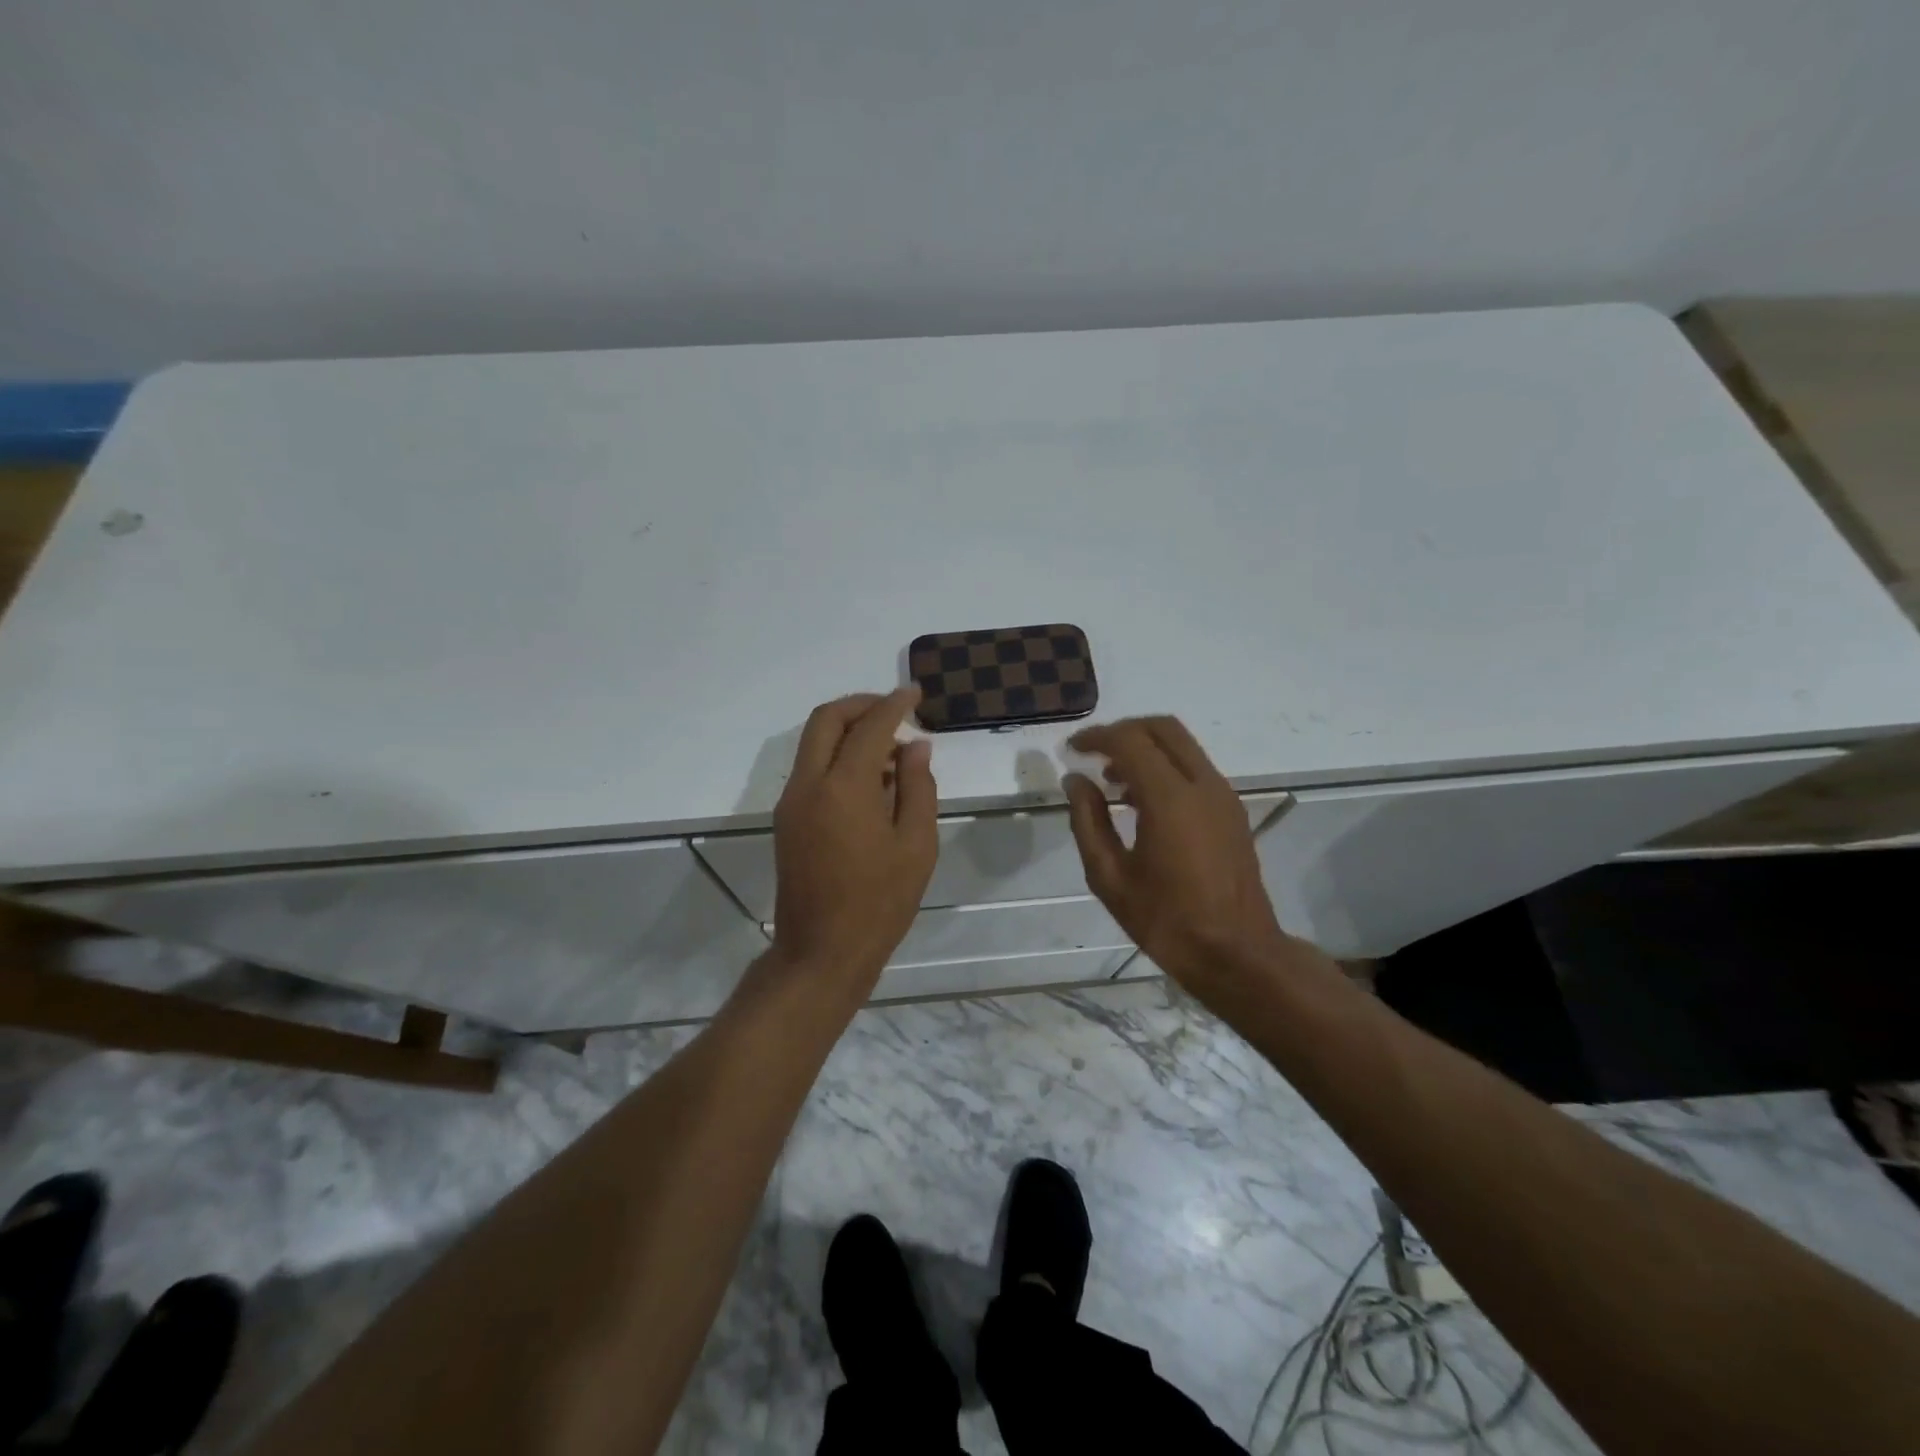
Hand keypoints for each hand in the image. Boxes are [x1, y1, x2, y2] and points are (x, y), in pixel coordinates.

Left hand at [771, 688, 937, 988]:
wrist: (822, 951)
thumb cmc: (880, 902)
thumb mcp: (916, 845)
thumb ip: (918, 787)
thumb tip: (915, 747)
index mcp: (844, 787)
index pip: (870, 727)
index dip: (894, 704)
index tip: (915, 694)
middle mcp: (808, 784)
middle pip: (826, 719)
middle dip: (861, 705)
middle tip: (894, 710)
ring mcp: (791, 802)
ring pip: (813, 742)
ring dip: (848, 732)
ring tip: (891, 752)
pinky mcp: (786, 819)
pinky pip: (811, 769)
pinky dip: (837, 757)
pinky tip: (870, 781)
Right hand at [1064, 716, 1289, 993]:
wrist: (1237, 954)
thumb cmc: (1167, 921)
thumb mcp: (1110, 877)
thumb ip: (1088, 821)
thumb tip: (1075, 781)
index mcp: (1170, 799)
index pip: (1130, 741)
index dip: (1096, 738)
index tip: (1072, 750)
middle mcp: (1202, 785)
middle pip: (1163, 728)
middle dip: (1124, 731)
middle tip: (1093, 754)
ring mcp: (1223, 795)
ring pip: (1182, 745)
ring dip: (1145, 749)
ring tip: (1112, 781)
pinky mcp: (1232, 810)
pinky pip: (1194, 768)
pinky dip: (1165, 766)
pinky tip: (1142, 802)